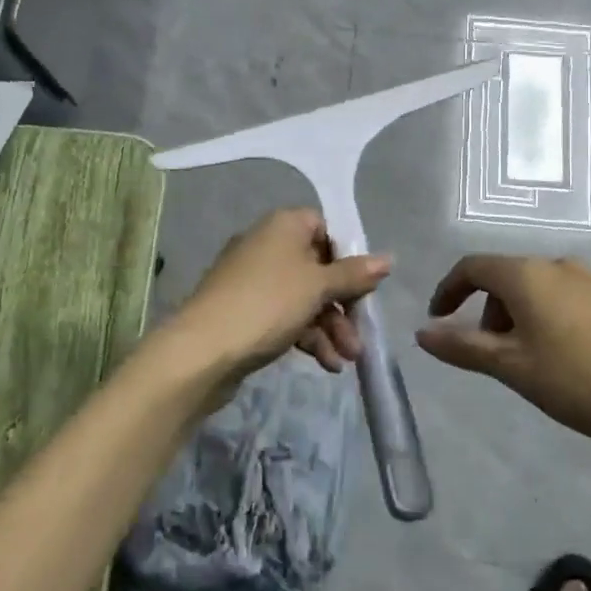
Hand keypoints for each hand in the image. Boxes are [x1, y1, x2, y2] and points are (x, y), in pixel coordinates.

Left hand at [164, 209, 390, 391]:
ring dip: (330, 327)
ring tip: (346, 360)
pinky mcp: (245, 310)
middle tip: (359, 335)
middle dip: (343, 305)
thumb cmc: (268, 303)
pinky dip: (306, 336)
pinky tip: (326, 364)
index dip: (348, 256)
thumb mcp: (317, 286)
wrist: (203, 349)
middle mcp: (267, 244)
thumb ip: (354, 274)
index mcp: (284, 225)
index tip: (364, 285)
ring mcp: (253, 279)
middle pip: (318, 268)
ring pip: (303, 297)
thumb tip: (388, 259)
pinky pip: (285, 315)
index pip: (325, 228)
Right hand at [416, 255, 590, 449]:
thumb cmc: (584, 379)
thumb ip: (465, 347)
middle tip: (491, 356)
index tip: (438, 321)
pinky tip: (571, 360)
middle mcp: (558, 264)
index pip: (471, 266)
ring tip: (532, 364)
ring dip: (520, 318)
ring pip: (539, 289)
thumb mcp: (515, 368)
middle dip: (487, 312)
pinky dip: (550, 320)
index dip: (448, 291)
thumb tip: (422, 333)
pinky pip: (568, 299)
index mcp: (526, 275)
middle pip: (506, 277)